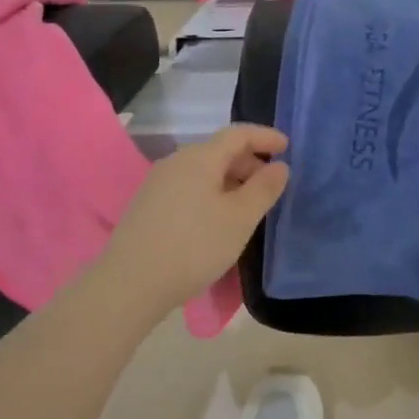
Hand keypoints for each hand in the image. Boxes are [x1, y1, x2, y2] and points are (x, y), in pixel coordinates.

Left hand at [99, 125, 289, 316]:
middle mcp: (176, 162)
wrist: (131, 284)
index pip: (237, 134)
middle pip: (219, 151)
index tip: (287, 146)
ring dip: (231, 180)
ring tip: (248, 205)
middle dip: (249, 162)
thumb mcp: (240, 218)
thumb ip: (264, 188)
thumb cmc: (194, 246)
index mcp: (200, 158)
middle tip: (271, 185)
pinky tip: (218, 219)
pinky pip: (189, 187)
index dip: (265, 137)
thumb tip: (279, 165)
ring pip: (203, 171)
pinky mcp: (148, 206)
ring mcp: (158, 184)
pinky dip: (211, 193)